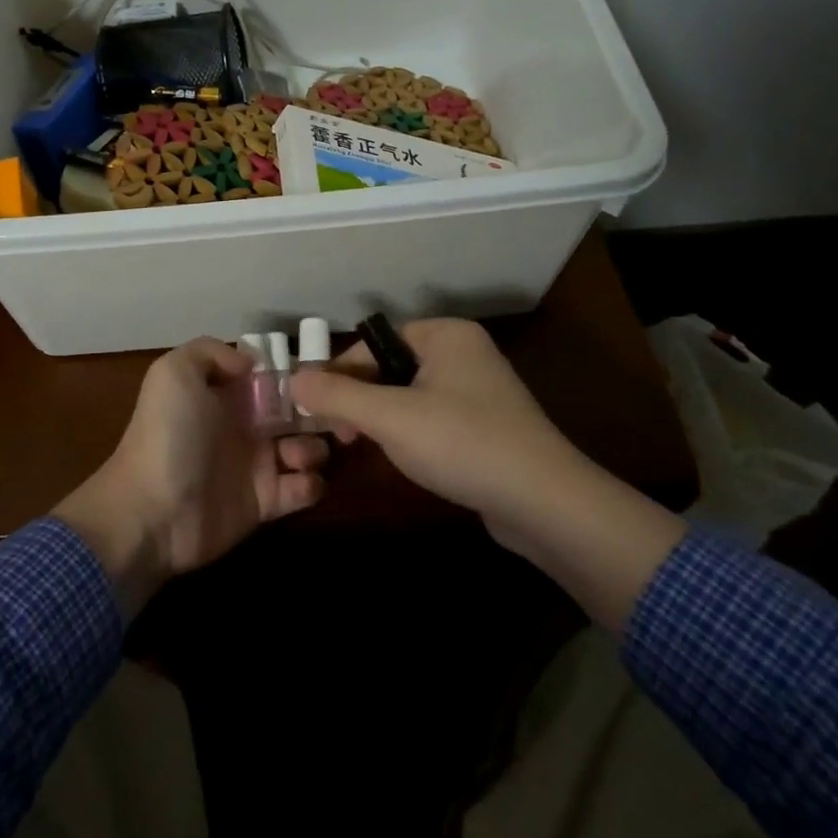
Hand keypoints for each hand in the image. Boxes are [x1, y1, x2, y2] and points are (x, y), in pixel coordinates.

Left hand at [54, 337, 327, 612]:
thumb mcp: (174, 372)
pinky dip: (311, 484)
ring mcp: (256, 464)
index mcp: (225, 393)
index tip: (319, 376)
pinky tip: (300, 480)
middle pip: (295, 411)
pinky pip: (303, 489)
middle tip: (333, 416)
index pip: (270, 376)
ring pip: (305, 447)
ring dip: (314, 447)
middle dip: (318, 410)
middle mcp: (243, 425)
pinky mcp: (265, 503)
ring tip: (300, 454)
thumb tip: (252, 364)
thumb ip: (211, 352)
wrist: (153, 511)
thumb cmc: (169, 436)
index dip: (295, 374)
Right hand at [289, 319, 685, 630]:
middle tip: (338, 434)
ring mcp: (478, 389)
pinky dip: (410, 433)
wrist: (545, 503)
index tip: (318, 410)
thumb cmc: (462, 443)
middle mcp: (464, 352)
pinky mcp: (486, 425)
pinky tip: (404, 458)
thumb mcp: (390, 416)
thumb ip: (337, 395)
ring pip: (409, 394)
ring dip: (381, 418)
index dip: (341, 373)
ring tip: (363, 447)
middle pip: (390, 366)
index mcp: (446, 334)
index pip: (374, 342)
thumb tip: (292, 380)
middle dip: (359, 398)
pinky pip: (432, 416)